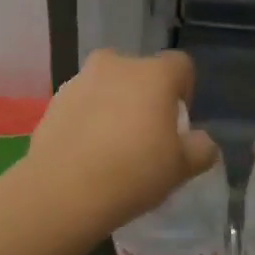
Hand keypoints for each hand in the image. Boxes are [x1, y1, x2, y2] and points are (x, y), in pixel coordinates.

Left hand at [20, 49, 218, 235]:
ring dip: (114, 106)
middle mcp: (115, 65)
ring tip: (112, 146)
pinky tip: (87, 152)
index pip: (181, 66)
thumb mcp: (181, 168)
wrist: (63, 190)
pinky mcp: (54, 101)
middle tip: (145, 136)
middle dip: (145, 97)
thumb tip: (200, 140)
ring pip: (107, 86)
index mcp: (153, 74)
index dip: (184, 92)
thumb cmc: (133, 172)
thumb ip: (200, 148)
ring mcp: (80, 80)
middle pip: (140, 74)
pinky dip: (88, 118)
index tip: (177, 125)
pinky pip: (82, 103)